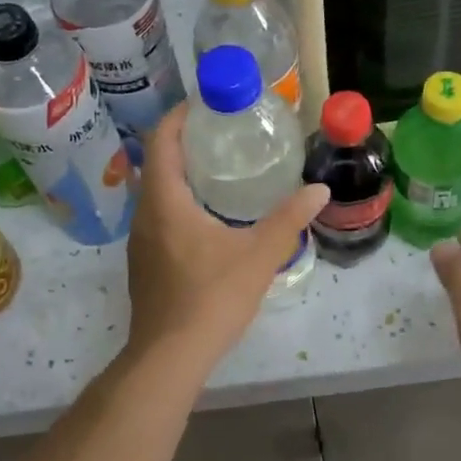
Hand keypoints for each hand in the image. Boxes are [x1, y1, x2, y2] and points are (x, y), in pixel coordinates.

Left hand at [124, 106, 329, 369]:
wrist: (169, 357)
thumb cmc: (211, 298)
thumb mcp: (259, 255)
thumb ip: (289, 219)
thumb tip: (320, 189)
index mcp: (165, 202)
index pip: (161, 140)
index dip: (180, 116)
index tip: (206, 103)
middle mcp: (145, 214)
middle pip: (157, 162)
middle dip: (186, 142)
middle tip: (225, 133)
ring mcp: (140, 241)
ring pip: (157, 191)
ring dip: (182, 173)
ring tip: (222, 169)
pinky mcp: (145, 262)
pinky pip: (159, 215)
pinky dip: (180, 201)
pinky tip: (211, 217)